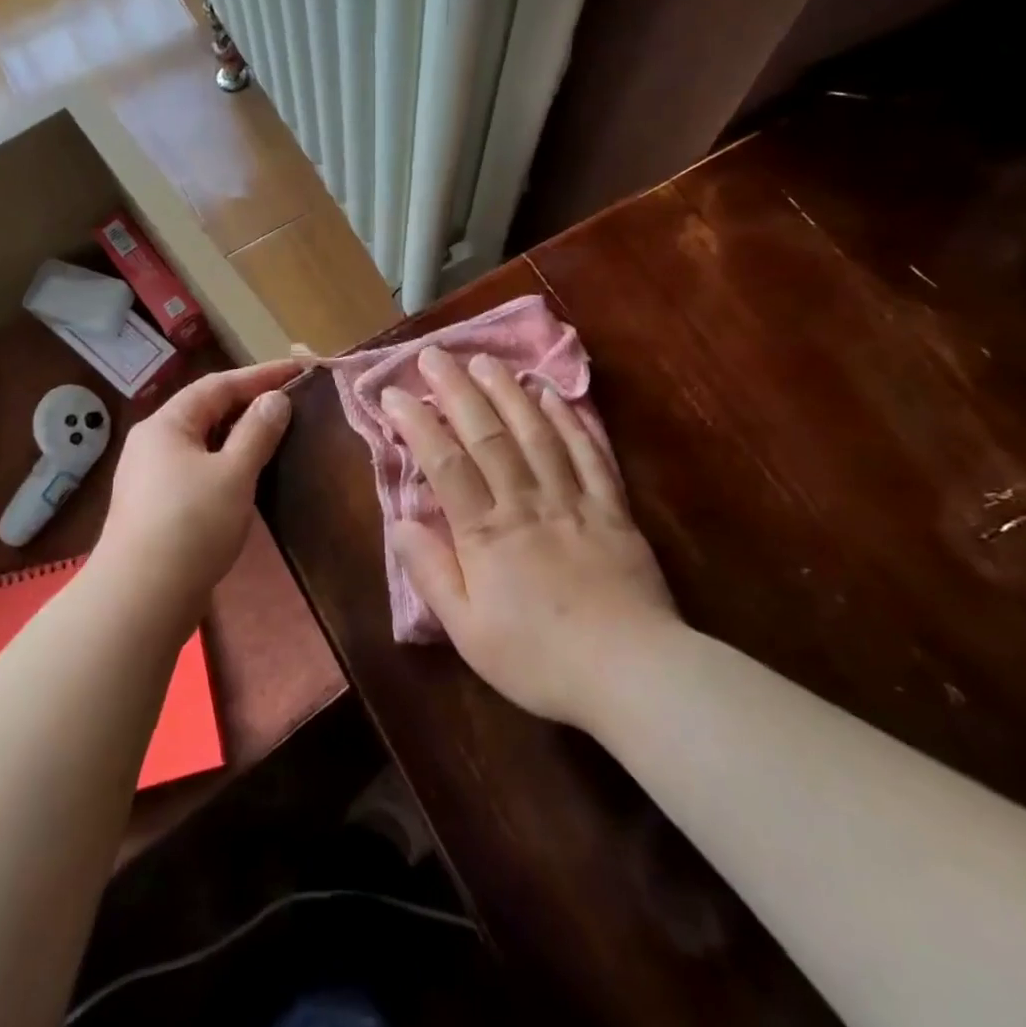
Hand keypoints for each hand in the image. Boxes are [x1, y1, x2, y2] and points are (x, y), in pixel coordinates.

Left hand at [99, 360, 299, 623]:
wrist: (141, 598)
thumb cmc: (191, 525)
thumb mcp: (234, 473)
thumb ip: (257, 432)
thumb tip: (274, 399)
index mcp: (167, 424)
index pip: (219, 385)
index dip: (261, 374)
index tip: (300, 369)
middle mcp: (153, 442)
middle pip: (207, 410)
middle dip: (249, 402)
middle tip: (291, 399)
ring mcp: (151, 476)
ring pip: (203, 442)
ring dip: (239, 434)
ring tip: (276, 432)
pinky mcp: (157, 506)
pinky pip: (199, 468)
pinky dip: (227, 462)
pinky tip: (248, 475)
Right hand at [381, 347, 679, 731]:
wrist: (630, 671)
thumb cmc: (539, 659)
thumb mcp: (468, 632)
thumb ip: (432, 572)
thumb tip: (401, 522)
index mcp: (486, 534)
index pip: (444, 464)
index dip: (417, 424)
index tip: (394, 394)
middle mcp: (526, 502)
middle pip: (487, 435)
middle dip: (457, 390)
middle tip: (435, 355)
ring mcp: (572, 500)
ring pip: (536, 433)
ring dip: (508, 392)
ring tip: (486, 361)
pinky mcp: (611, 507)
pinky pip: (588, 453)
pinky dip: (569, 419)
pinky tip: (552, 394)